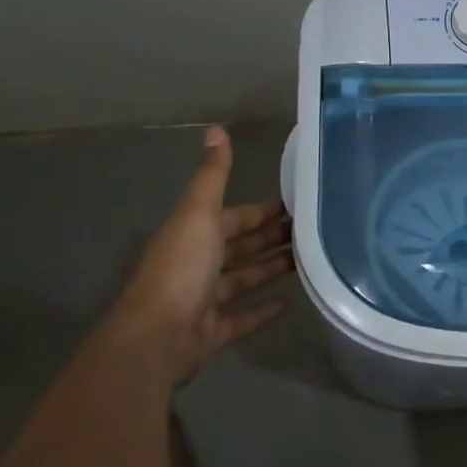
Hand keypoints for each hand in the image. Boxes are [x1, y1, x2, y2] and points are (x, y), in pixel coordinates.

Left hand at [103, 126, 294, 383]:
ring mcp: (204, 300)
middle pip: (240, 246)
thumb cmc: (181, 269)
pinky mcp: (212, 331)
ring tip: (308, 261)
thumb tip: (216, 128)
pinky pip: (242, 317)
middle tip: (310, 231)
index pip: (234, 216)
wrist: (156, 337)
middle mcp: (198, 264)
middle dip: (270, 237)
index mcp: (195, 234)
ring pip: (243, 279)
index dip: (261, 210)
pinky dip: (263, 310)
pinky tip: (288, 303)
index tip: (296, 204)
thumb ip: (213, 176)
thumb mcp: (199, 214)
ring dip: (270, 269)